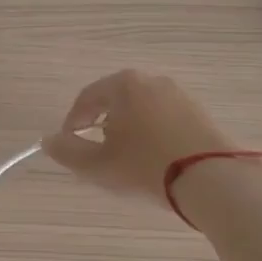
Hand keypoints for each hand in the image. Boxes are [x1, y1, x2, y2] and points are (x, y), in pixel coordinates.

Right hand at [42, 70, 235, 203]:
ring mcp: (179, 95)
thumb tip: (48, 141)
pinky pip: (164, 119)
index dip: (72, 122)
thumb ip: (68, 152)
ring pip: (141, 109)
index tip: (68, 144)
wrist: (213, 179)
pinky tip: (153, 159)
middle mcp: (152, 81)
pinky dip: (152, 134)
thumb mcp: (98, 165)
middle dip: (101, 124)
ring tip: (126, 159)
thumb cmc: (146, 166)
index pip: (87, 98)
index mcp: (124, 85)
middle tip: (96, 152)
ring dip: (128, 130)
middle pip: (115, 100)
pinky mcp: (200, 113)